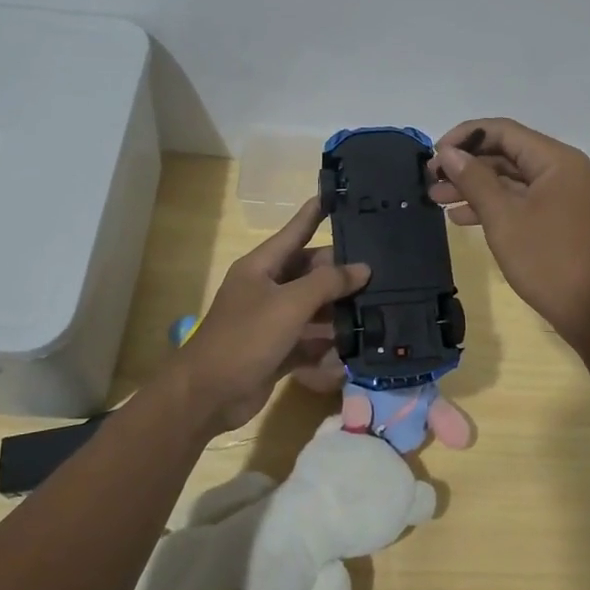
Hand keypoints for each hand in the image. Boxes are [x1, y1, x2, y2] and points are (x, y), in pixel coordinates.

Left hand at [166, 199, 368, 432]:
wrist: (208, 395)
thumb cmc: (245, 338)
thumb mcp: (289, 304)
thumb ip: (328, 283)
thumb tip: (362, 269)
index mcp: (261, 267)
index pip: (295, 231)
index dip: (315, 213)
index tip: (338, 194)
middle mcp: (267, 289)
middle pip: (310, 272)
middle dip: (341, 271)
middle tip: (381, 267)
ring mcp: (272, 321)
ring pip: (313, 307)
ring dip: (339, 309)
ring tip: (379, 303)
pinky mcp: (278, 351)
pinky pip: (310, 340)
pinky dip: (329, 343)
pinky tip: (358, 345)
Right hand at [430, 118, 589, 347]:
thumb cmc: (548, 261)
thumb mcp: (503, 218)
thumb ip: (474, 180)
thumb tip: (448, 153)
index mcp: (559, 160)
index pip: (504, 131)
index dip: (465, 137)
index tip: (434, 155)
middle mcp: (567, 170)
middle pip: (509, 154)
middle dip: (468, 165)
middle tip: (431, 180)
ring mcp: (568, 196)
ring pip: (514, 180)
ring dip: (476, 187)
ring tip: (437, 200)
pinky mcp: (564, 219)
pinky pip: (525, 201)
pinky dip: (496, 205)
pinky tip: (462, 218)